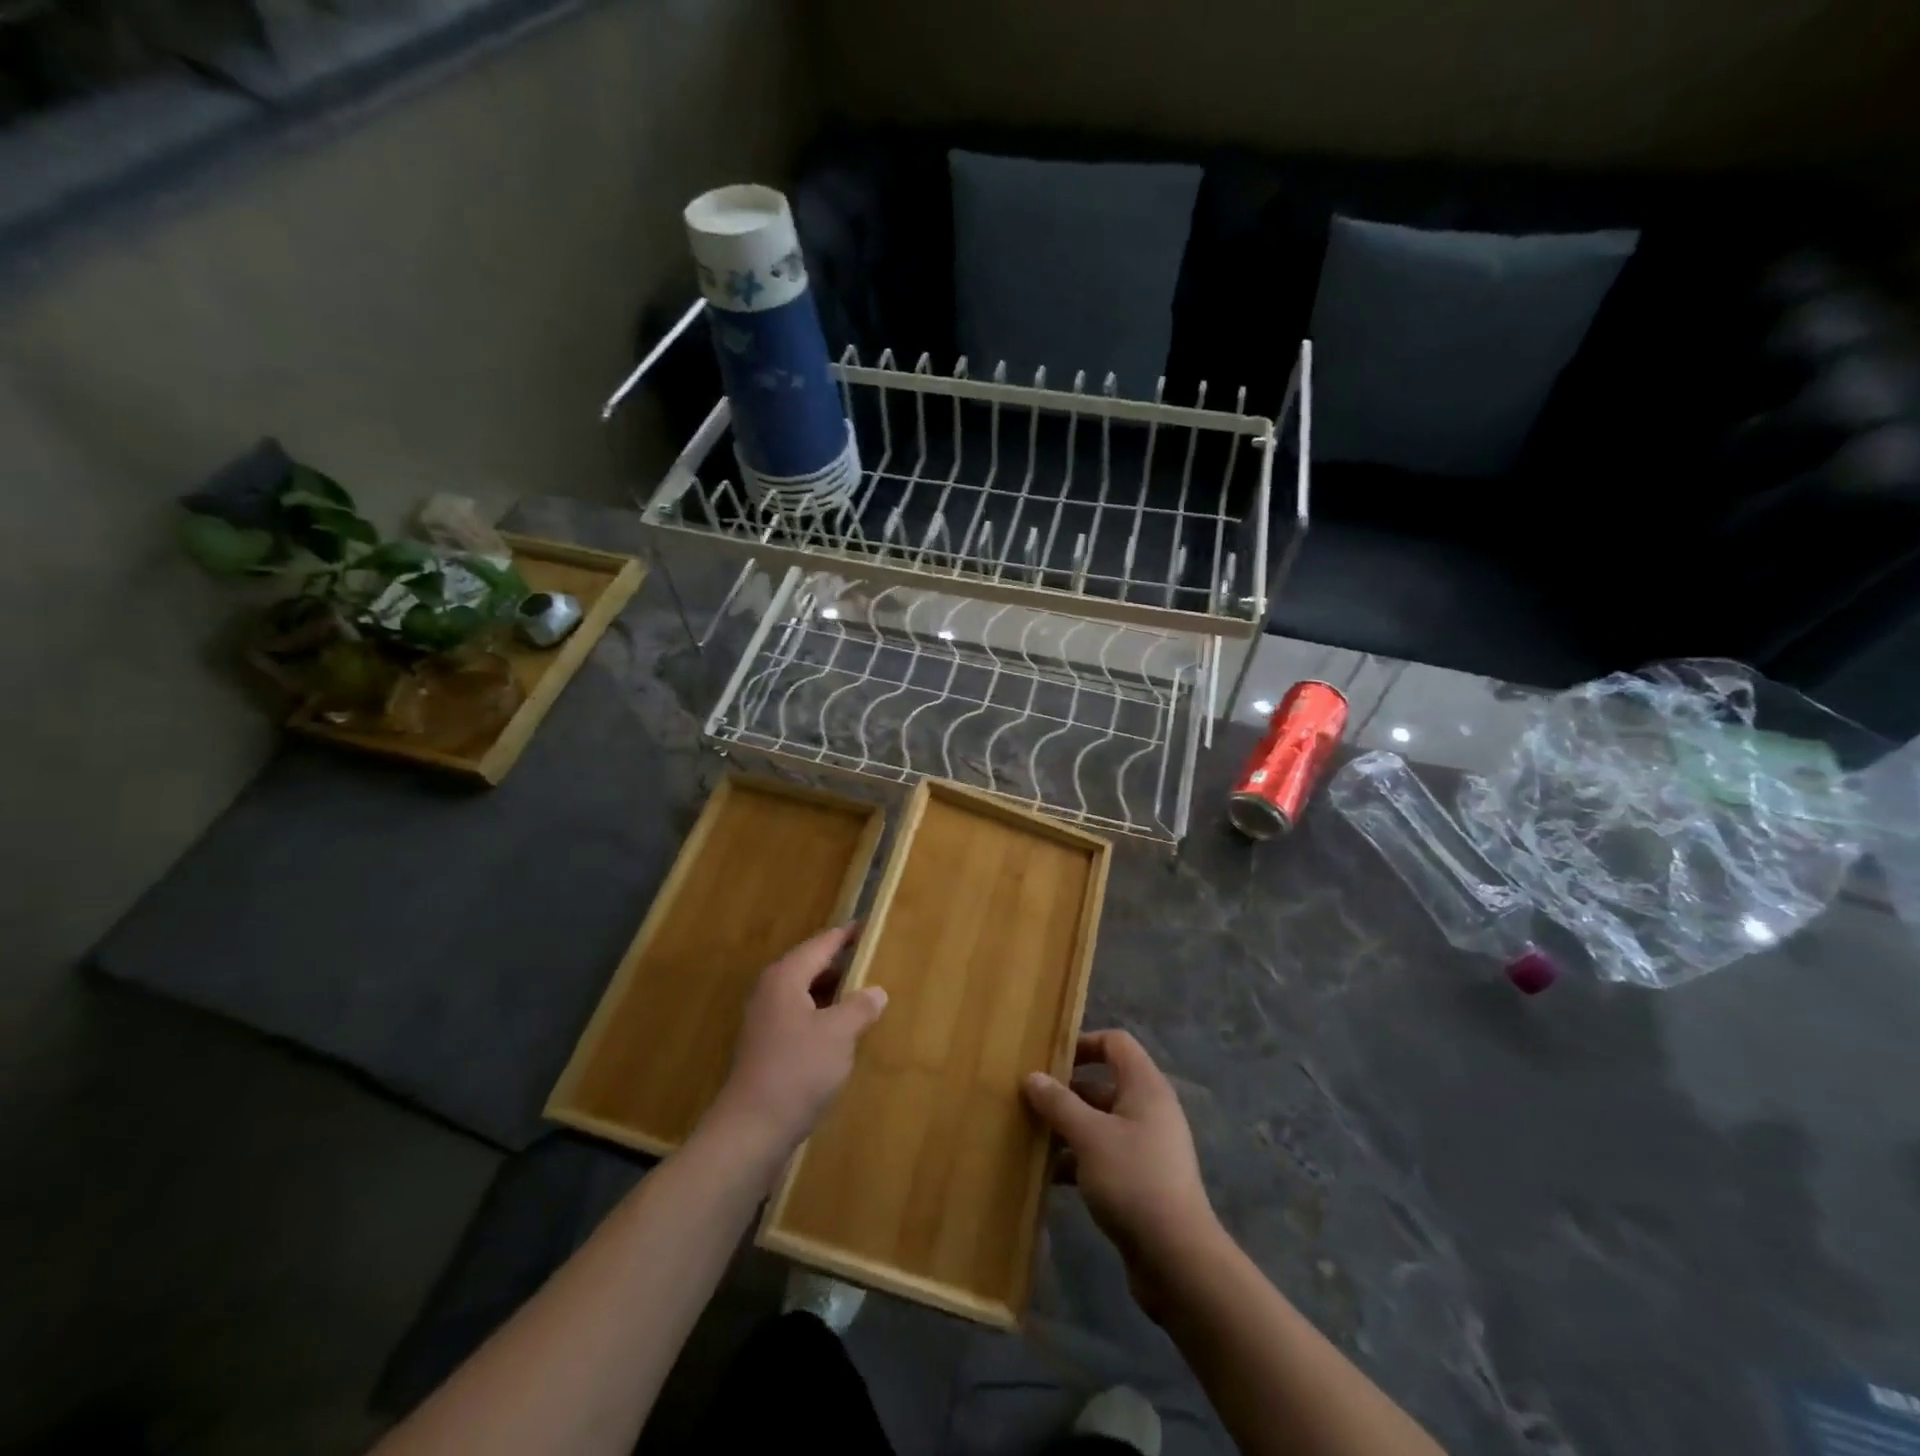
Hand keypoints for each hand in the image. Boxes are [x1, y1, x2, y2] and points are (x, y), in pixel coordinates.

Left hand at [706, 924, 887, 1162]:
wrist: (752, 1129)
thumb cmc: (798, 1070)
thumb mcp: (838, 1034)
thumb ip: (859, 1007)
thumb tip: (876, 991)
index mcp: (786, 977)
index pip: (821, 944)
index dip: (846, 935)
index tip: (869, 926)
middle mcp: (771, 991)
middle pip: (810, 966)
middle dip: (841, 963)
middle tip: (873, 960)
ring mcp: (765, 1021)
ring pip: (805, 994)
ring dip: (832, 993)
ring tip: (864, 994)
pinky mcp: (766, 1047)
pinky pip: (800, 1017)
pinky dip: (822, 1016)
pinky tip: (842, 1032)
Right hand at [1024, 1030, 1221, 1316]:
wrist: (1177, 1260)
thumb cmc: (1133, 1180)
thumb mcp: (1088, 1136)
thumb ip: (1058, 1103)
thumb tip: (1032, 1077)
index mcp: (1145, 1087)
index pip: (1115, 1043)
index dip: (1083, 1043)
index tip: (1049, 1059)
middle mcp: (1149, 1110)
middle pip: (1103, 1084)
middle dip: (1066, 1091)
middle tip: (1028, 1100)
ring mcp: (1146, 1147)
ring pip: (1100, 1123)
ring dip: (1067, 1128)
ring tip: (1029, 1137)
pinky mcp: (1141, 1182)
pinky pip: (1103, 1156)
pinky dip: (1077, 1160)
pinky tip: (1048, 1176)